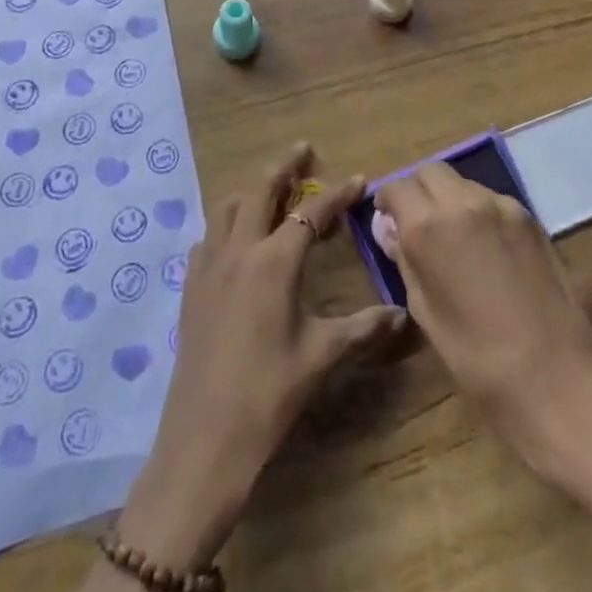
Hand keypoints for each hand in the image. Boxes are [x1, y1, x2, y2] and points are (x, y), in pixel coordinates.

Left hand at [118, 143, 406, 567]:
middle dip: (284, 166)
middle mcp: (238, 251)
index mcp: (274, 262)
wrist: (203, 441)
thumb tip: (401, 315)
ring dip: (252, 191)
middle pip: (260, 190)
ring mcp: (208, 267)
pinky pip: (207, 237)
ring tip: (272, 191)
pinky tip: (236, 240)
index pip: (311, 213)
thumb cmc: (268, 396)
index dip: (337, 195)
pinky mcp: (190, 287)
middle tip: (303, 150)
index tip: (358, 178)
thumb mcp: (320, 357)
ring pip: (227, 207)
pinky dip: (225, 224)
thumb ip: (361, 328)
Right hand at [375, 162, 591, 469]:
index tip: (388, 222)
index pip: (397, 187)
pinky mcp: (529, 218)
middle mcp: (463, 202)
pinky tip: (485, 247)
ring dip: (448, 198)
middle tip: (417, 225)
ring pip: (462, 182)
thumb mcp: (425, 310)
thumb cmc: (476, 357)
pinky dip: (477, 210)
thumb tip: (389, 229)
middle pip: (430, 172)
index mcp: (428, 226)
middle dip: (418, 191)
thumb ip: (405, 259)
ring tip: (453, 238)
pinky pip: (491, 199)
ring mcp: (501, 206)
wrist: (555, 379)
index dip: (387, 202)